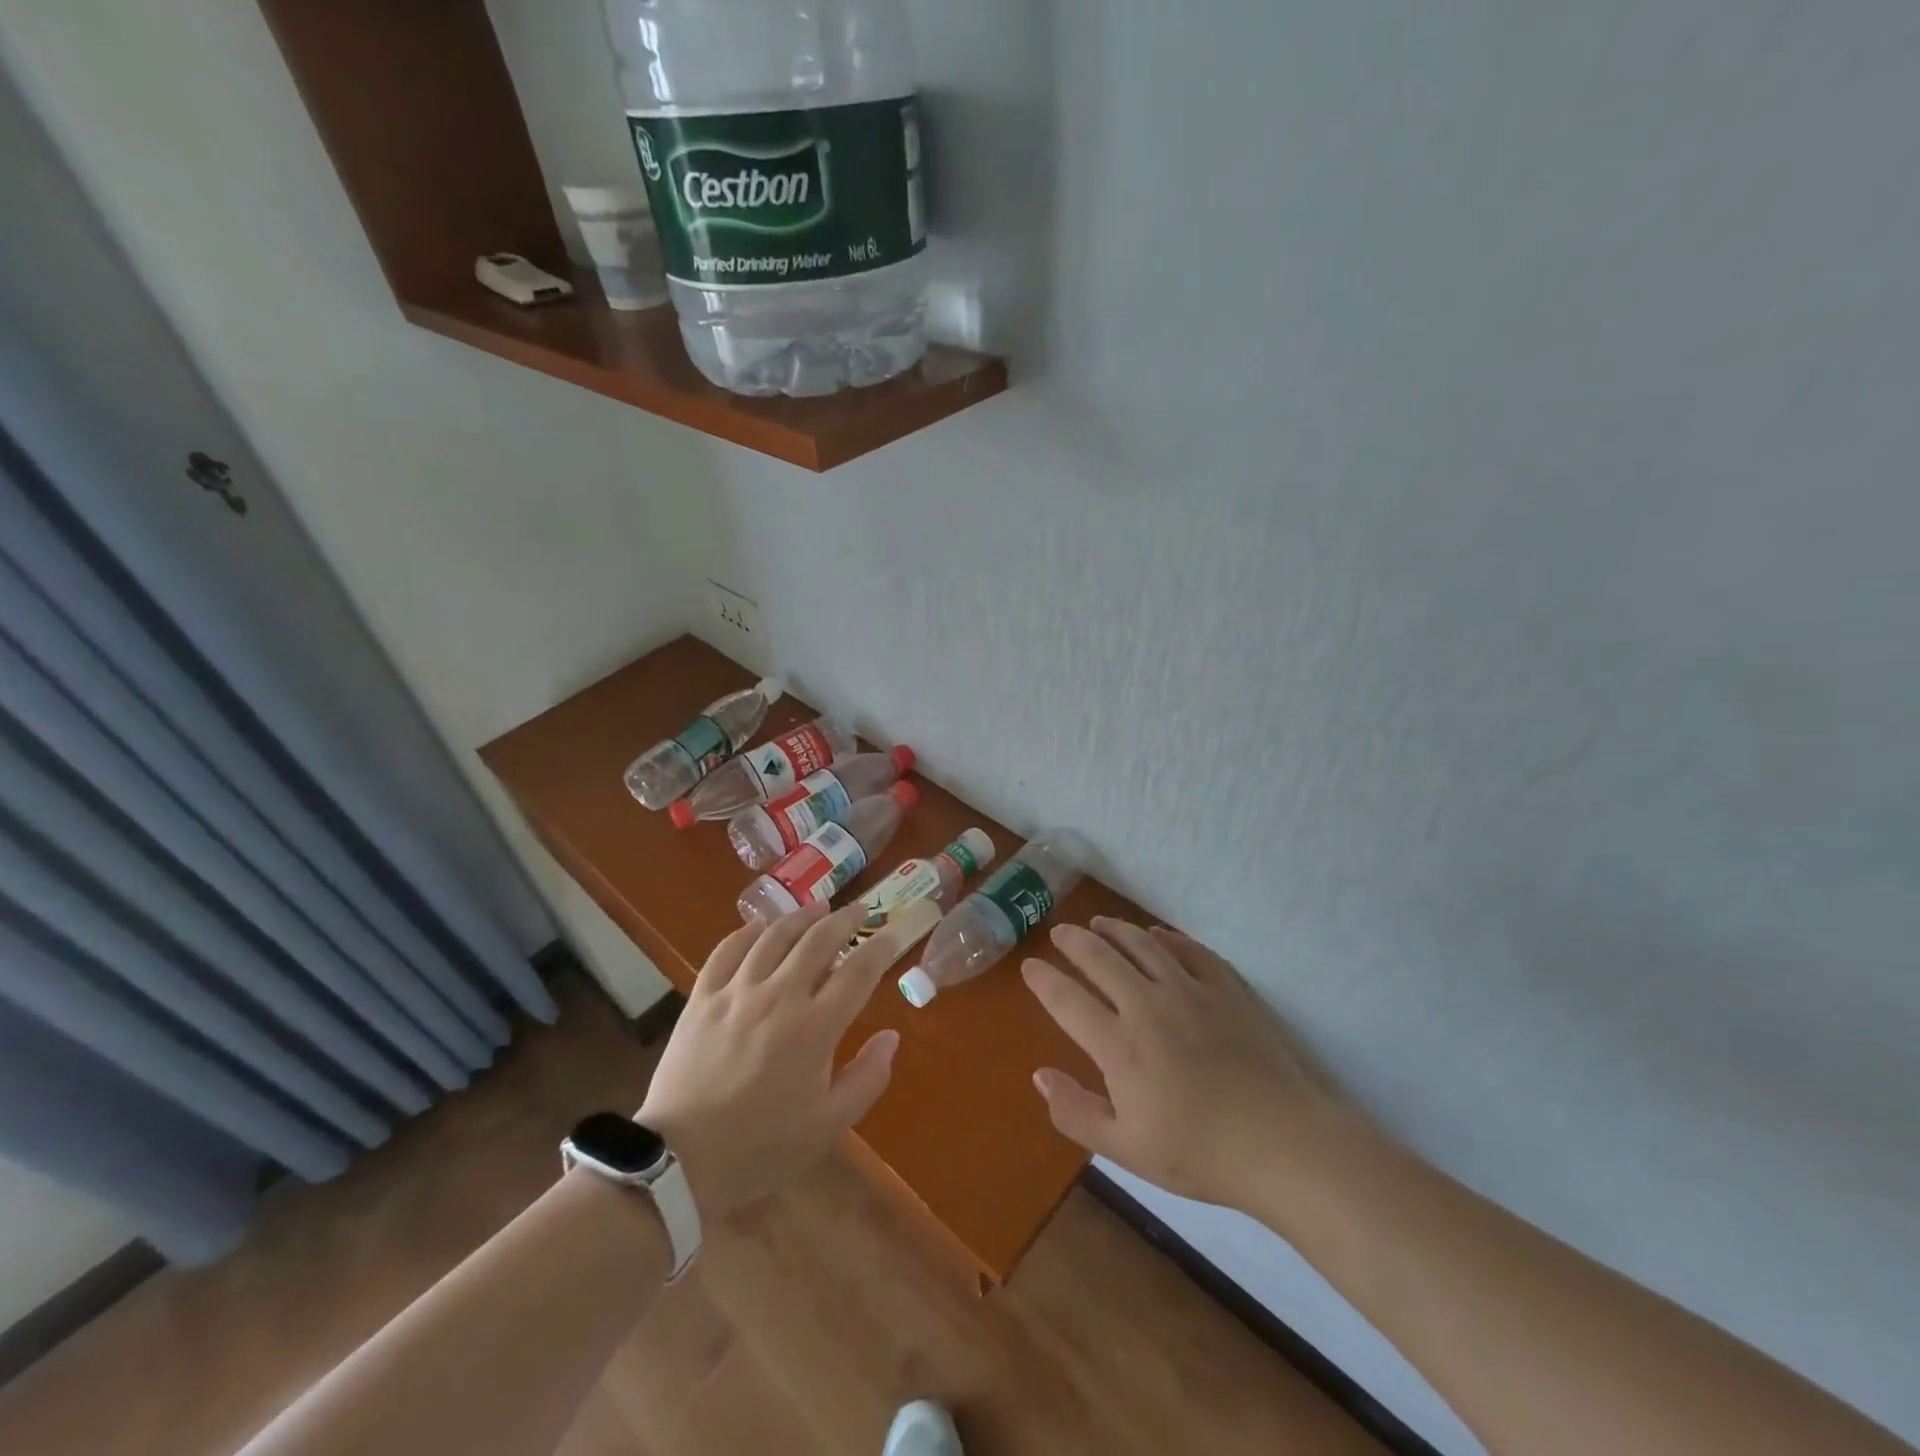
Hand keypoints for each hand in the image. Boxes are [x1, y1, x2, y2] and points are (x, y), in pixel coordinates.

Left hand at [637, 903, 898, 1221]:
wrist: (681, 1162)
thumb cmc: (762, 1146)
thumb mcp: (828, 1126)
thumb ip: (867, 1078)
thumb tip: (891, 1036)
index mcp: (815, 1028)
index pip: (858, 972)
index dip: (881, 948)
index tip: (893, 933)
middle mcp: (779, 996)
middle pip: (818, 941)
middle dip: (844, 919)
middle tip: (859, 909)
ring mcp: (736, 992)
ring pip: (774, 936)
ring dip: (801, 917)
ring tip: (818, 907)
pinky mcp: (702, 998)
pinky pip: (726, 950)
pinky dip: (746, 932)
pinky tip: (759, 926)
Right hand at [1022, 918, 1367, 1212]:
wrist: (1283, 1144)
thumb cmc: (1199, 1153)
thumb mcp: (1126, 1148)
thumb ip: (1076, 1112)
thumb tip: (1039, 1076)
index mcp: (1119, 1045)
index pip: (1068, 1000)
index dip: (1044, 980)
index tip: (1030, 965)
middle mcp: (1148, 1005)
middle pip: (1101, 959)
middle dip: (1074, 941)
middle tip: (1060, 932)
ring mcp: (1190, 991)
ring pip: (1143, 945)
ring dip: (1116, 929)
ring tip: (1100, 923)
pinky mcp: (1227, 988)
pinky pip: (1190, 950)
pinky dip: (1168, 937)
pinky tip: (1160, 934)